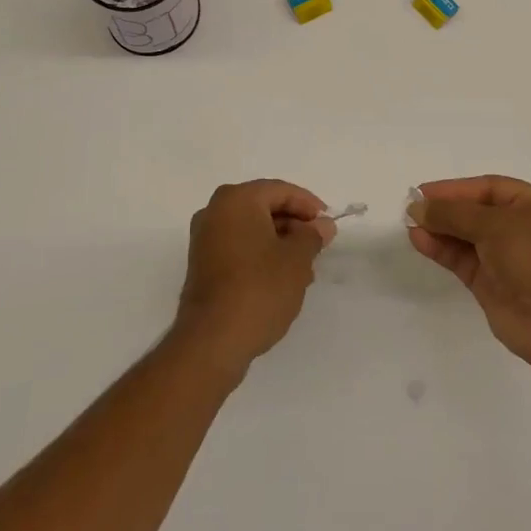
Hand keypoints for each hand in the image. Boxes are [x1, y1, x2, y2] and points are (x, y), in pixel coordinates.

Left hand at [173, 180, 335, 378]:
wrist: (213, 340)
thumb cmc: (259, 288)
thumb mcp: (297, 259)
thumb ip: (312, 236)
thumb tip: (322, 225)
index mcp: (236, 199)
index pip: (280, 191)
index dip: (309, 205)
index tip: (328, 226)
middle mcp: (215, 211)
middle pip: (263, 208)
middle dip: (294, 226)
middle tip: (318, 247)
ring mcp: (204, 239)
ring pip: (252, 230)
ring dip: (279, 243)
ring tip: (304, 269)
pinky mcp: (202, 265)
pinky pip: (238, 247)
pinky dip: (260, 256)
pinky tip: (281, 280)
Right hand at [409, 175, 530, 372]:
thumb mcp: (494, 224)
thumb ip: (453, 214)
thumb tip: (418, 208)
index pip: (488, 188)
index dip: (456, 189)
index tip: (424, 192)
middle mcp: (521, 229)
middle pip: (475, 212)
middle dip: (445, 210)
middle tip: (412, 208)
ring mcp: (507, 258)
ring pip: (466, 238)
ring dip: (439, 230)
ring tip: (410, 225)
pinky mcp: (492, 285)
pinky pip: (462, 261)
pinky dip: (442, 250)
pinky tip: (420, 241)